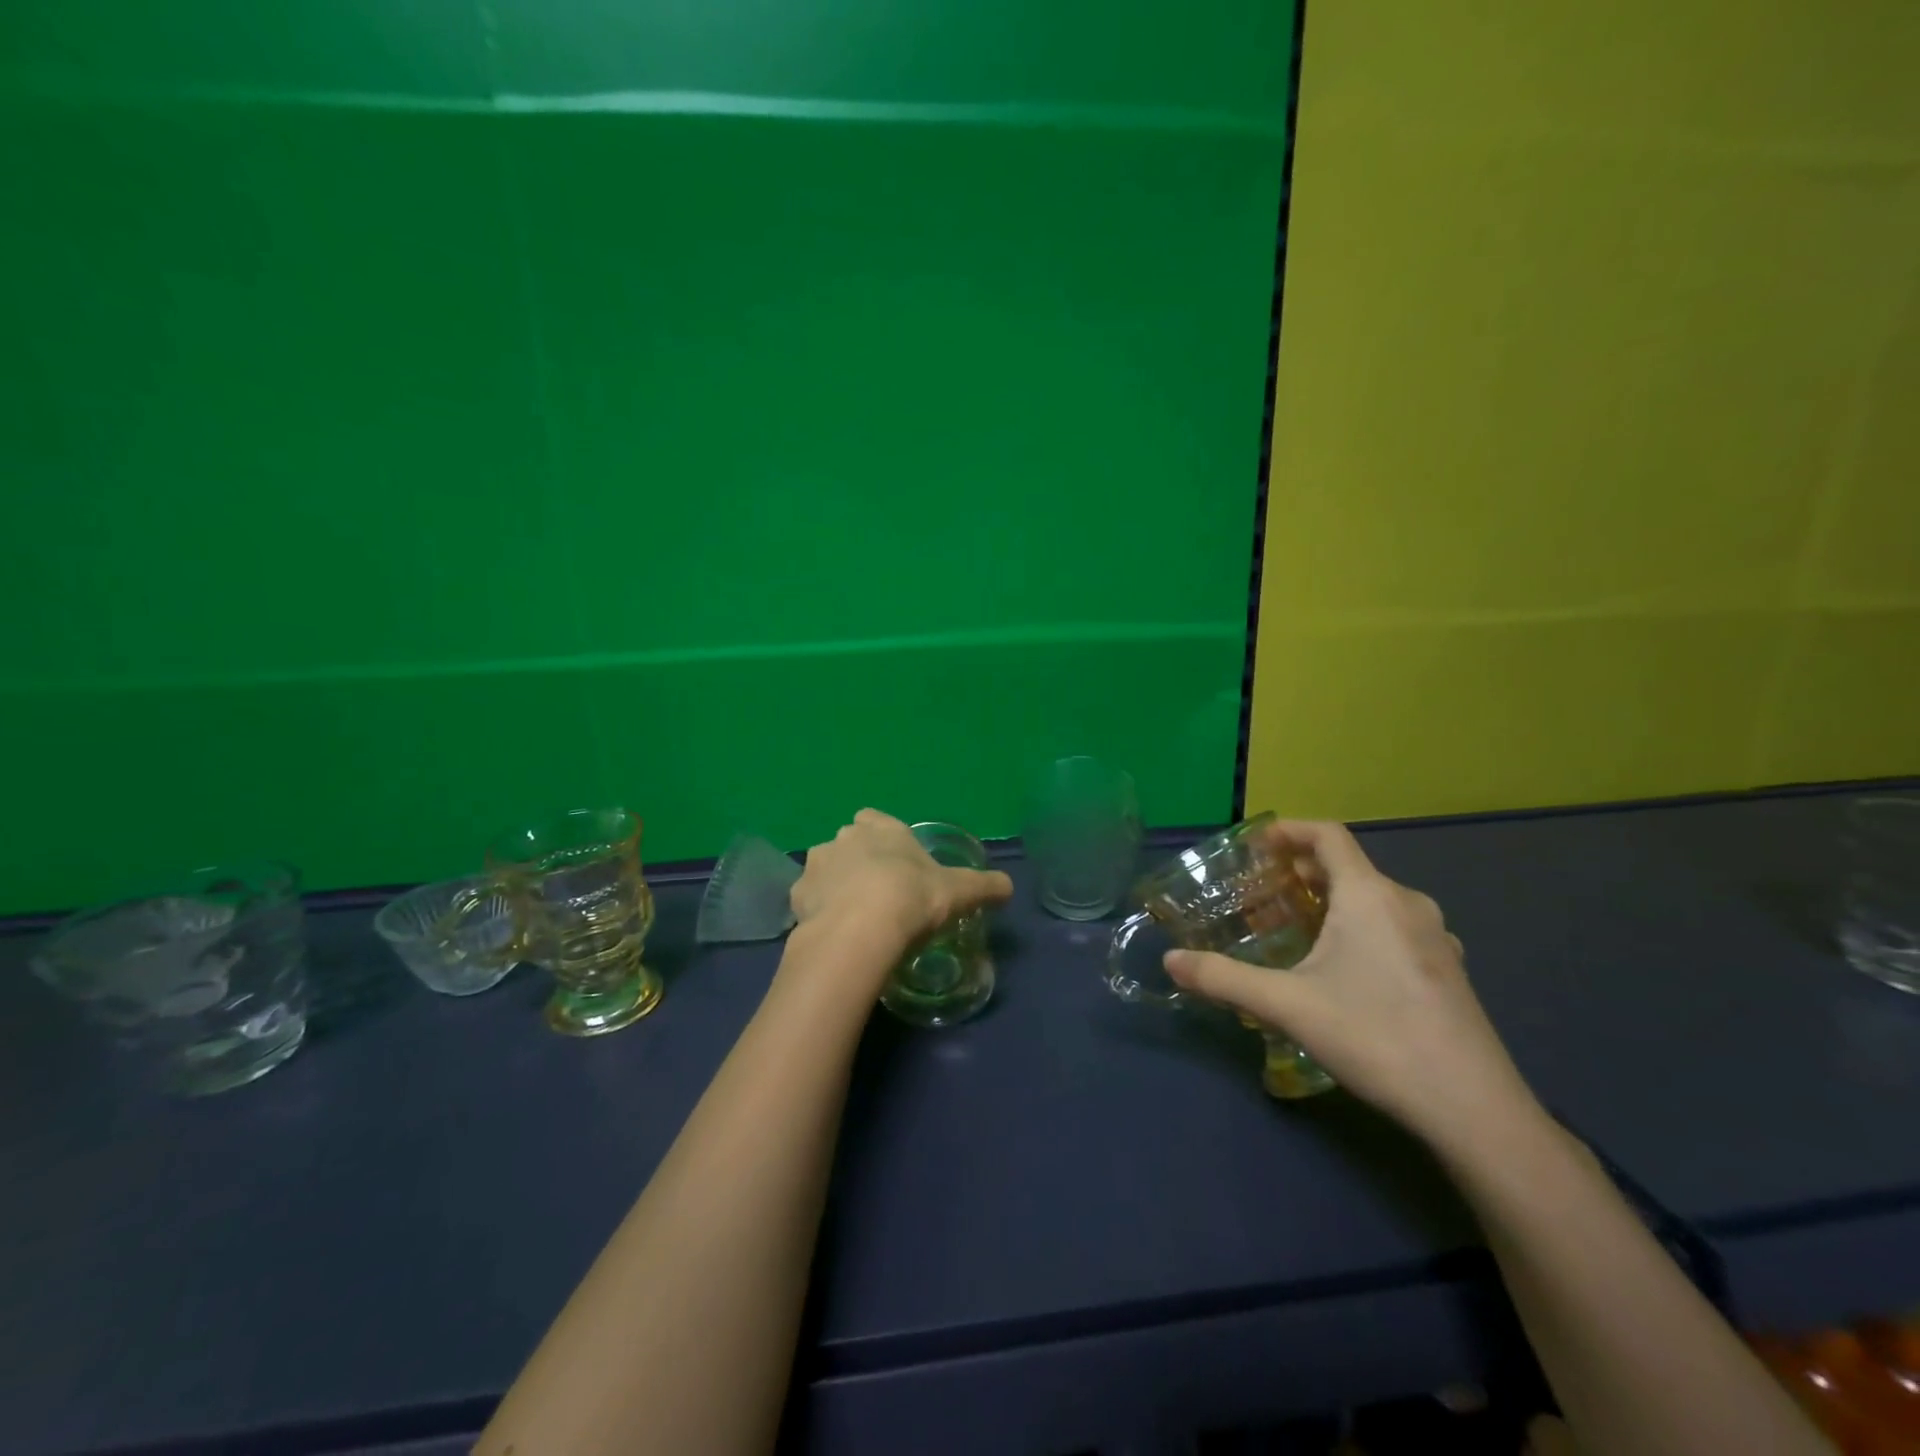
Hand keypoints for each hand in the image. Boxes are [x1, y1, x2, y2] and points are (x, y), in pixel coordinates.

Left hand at [791, 809, 1013, 964]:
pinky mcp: (798, 896)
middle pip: (849, 843)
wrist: (860, 931)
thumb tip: (1009, 886)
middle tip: (880, 893)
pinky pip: (810, 899)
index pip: (874, 818)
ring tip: (856, 917)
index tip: (896, 862)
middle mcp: (844, 837)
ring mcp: (817, 864)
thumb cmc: (912, 898)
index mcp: (881, 828)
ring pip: (826, 869)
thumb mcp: (959, 892)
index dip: (883, 837)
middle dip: (859, 861)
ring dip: (836, 885)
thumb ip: (984, 886)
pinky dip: (819, 911)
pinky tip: (836, 932)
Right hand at [1163, 820, 1535, 1152]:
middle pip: (1347, 866)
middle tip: (1260, 894)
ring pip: (1372, 898)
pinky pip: (1393, 926)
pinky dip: (1358, 925)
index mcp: (1370, 895)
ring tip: (1294, 927)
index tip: (1254, 846)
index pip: (1328, 835)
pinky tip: (1341, 967)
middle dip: (1299, 872)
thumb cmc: (1375, 1036)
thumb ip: (1222, 979)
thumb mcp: (1286, 1005)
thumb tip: (1170, 962)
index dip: (1288, 831)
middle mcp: (1407, 903)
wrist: (1474, 1108)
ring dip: (1329, 900)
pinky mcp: (1447, 970)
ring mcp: (1435, 937)